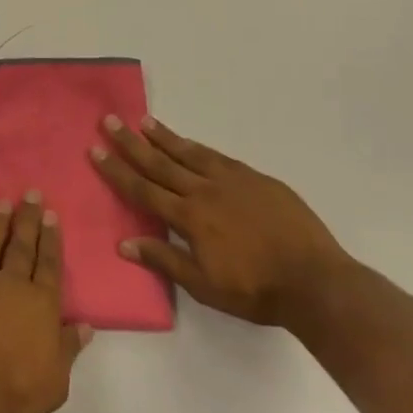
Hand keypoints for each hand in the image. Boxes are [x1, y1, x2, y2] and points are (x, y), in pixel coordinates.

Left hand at [0, 195, 92, 412]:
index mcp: (40, 303)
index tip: (51, 214)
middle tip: (31, 193)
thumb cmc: (14, 394)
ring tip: (3, 203)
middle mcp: (12, 284)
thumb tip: (86, 325)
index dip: (51, 238)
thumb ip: (68, 349)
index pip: (49, 263)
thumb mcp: (55, 382)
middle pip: (22, 244)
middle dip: (28, 218)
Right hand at [91, 115, 353, 330]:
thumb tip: (124, 243)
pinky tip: (189, 143)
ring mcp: (232, 180)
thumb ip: (165, 261)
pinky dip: (198, 147)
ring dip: (164, 137)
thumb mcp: (205, 287)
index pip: (144, 189)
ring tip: (143, 120)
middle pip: (160, 163)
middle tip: (110, 120)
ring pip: (189, 153)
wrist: (316, 281)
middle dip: (131, 142)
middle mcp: (205, 191)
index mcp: (190, 218)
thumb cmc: (257, 291)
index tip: (96, 150)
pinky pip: (217, 156)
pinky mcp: (255, 178)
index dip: (117, 170)